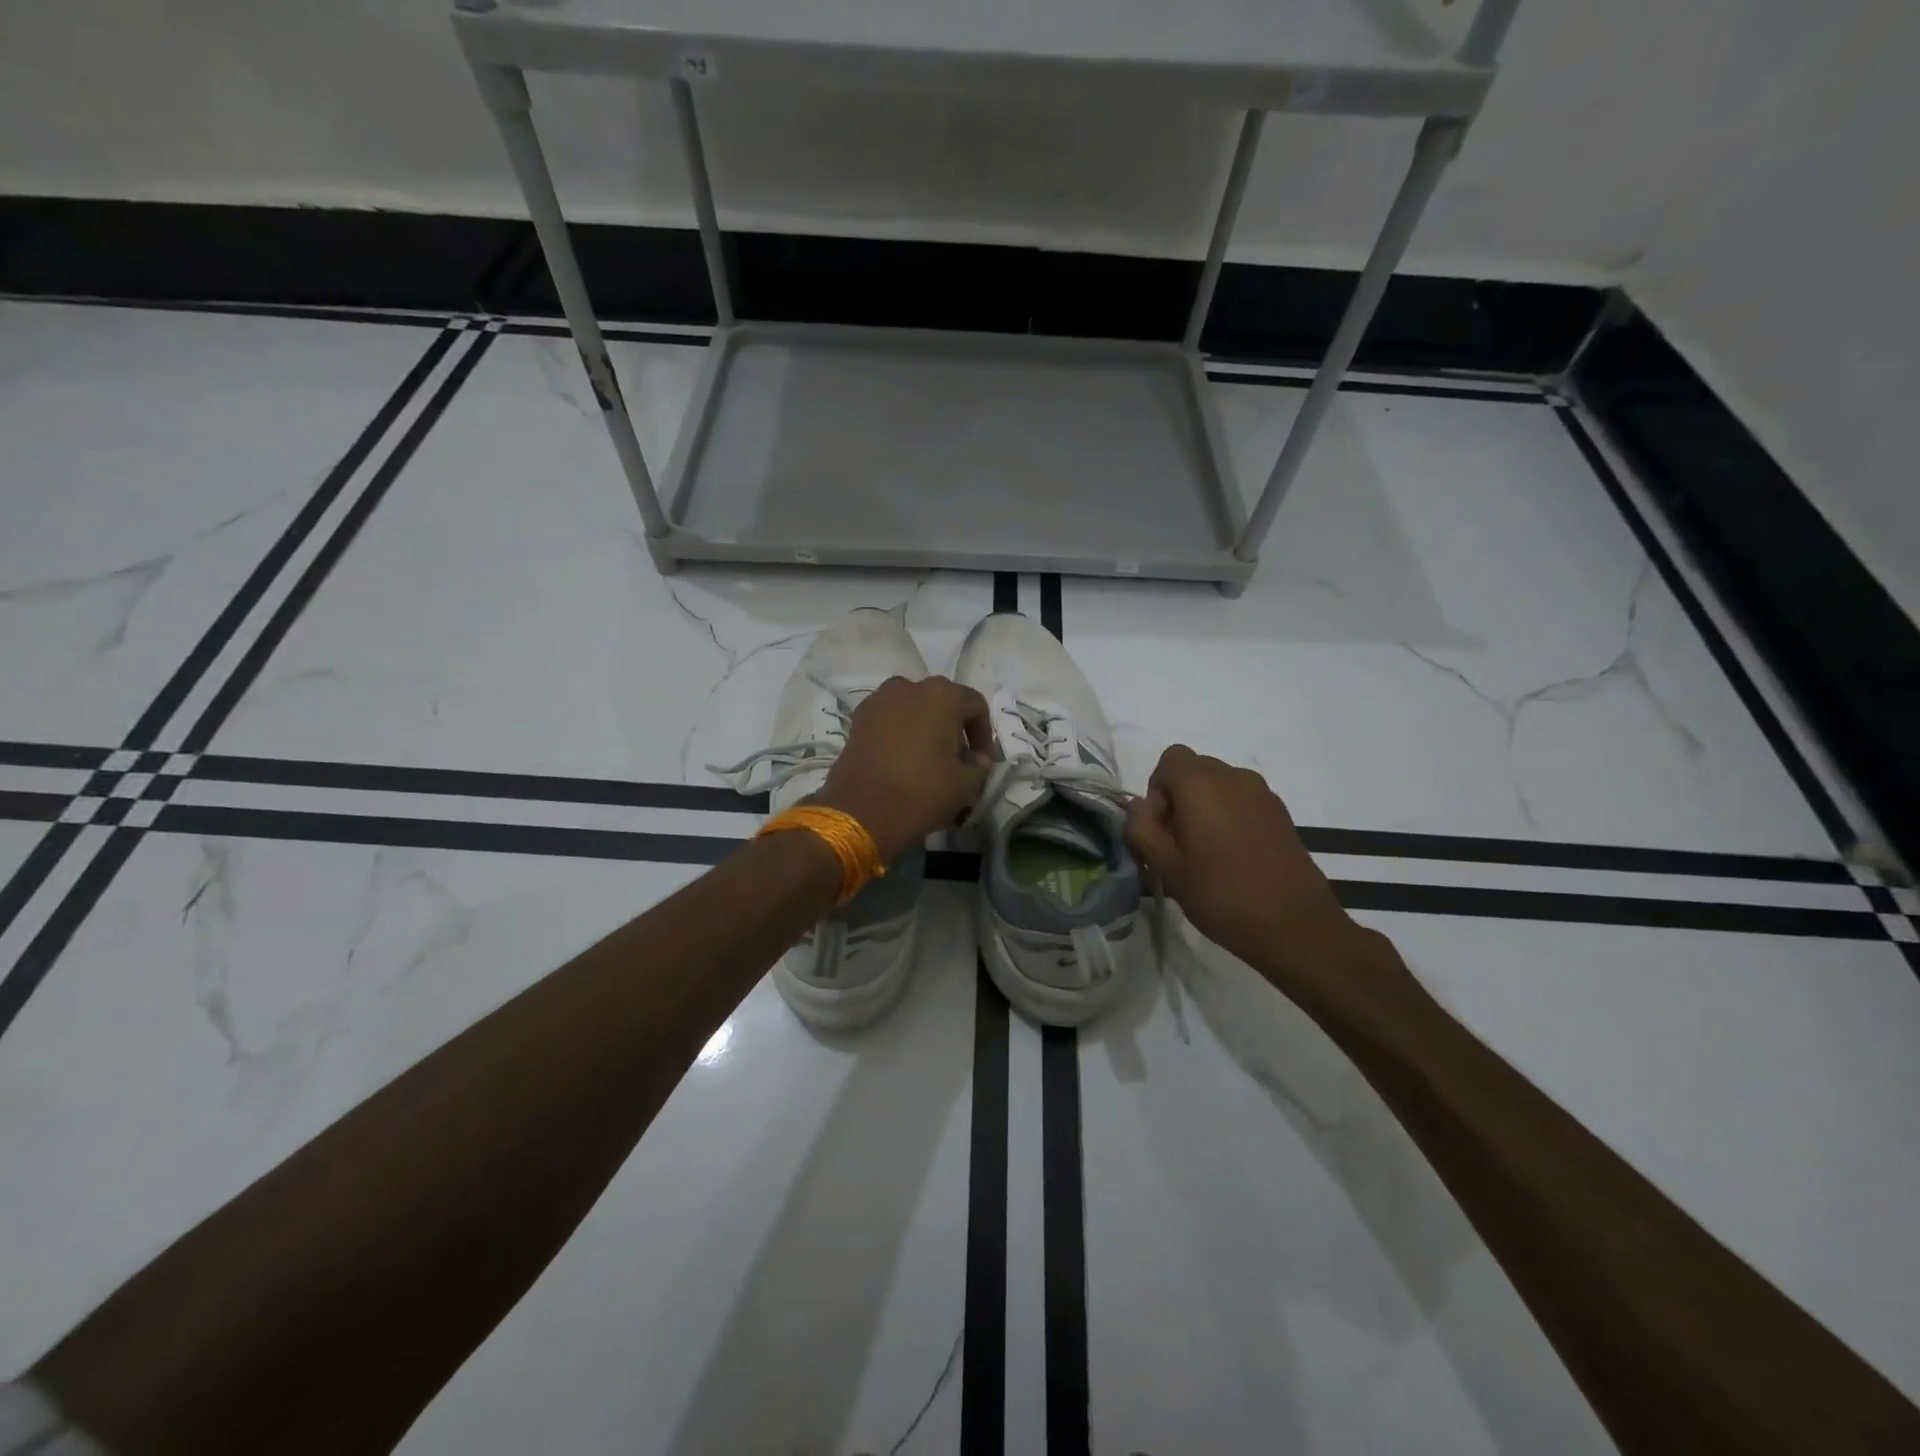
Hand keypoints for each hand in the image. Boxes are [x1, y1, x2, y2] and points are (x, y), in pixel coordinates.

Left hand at [816, 675, 992, 862]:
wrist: (860, 812)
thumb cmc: (922, 792)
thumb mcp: (966, 784)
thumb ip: (980, 764)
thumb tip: (976, 757)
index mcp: (942, 695)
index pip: (975, 706)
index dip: (984, 734)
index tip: (982, 761)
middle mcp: (910, 687)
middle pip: (943, 702)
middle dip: (954, 728)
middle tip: (958, 759)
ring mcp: (880, 700)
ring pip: (914, 708)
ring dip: (926, 727)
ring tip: (929, 758)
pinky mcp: (858, 718)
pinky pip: (890, 718)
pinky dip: (901, 732)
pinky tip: (903, 759)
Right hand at [1124, 746, 1389, 1004]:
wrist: (1295, 925)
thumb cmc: (1221, 894)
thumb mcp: (1166, 867)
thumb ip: (1142, 829)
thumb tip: (1138, 807)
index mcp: (1201, 784)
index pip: (1170, 759)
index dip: (1158, 790)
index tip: (1162, 829)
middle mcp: (1234, 777)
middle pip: (1195, 770)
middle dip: (1180, 799)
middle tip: (1179, 845)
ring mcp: (1263, 794)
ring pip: (1220, 787)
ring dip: (1205, 809)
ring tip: (1207, 855)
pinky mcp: (1281, 814)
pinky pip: (1243, 802)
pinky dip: (1230, 818)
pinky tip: (1233, 859)